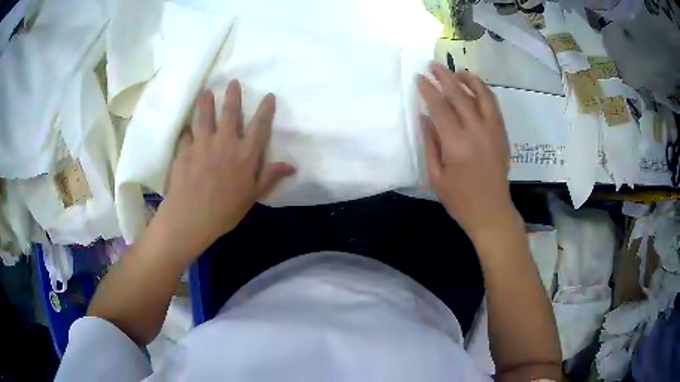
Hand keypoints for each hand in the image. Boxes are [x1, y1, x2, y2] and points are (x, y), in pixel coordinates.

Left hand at [151, 80, 294, 258]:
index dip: (265, 110)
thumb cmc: (225, 211)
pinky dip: (187, 131)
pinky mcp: (184, 150)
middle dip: (233, 96)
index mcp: (245, 154)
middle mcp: (225, 142)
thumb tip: (292, 166)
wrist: (191, 217)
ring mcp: (202, 144)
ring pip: (205, 116)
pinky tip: (186, 128)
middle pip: (230, 113)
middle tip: (232, 82)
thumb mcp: (252, 196)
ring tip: (206, 92)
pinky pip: (186, 135)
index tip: (269, 95)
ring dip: (206, 102)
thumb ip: (269, 176)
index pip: (259, 126)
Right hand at [418, 62, 514, 241]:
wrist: (491, 211)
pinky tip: (475, 87)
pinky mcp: (502, 133)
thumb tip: (424, 117)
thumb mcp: (436, 176)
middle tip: (433, 65)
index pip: (440, 107)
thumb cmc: (460, 199)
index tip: (419, 78)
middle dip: (444, 77)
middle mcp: (477, 131)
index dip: (428, 90)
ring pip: (481, 95)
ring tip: (456, 71)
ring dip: (467, 79)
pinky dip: (484, 91)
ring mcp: (493, 130)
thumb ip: (430, 143)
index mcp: (456, 144)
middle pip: (459, 95)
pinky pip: (494, 105)